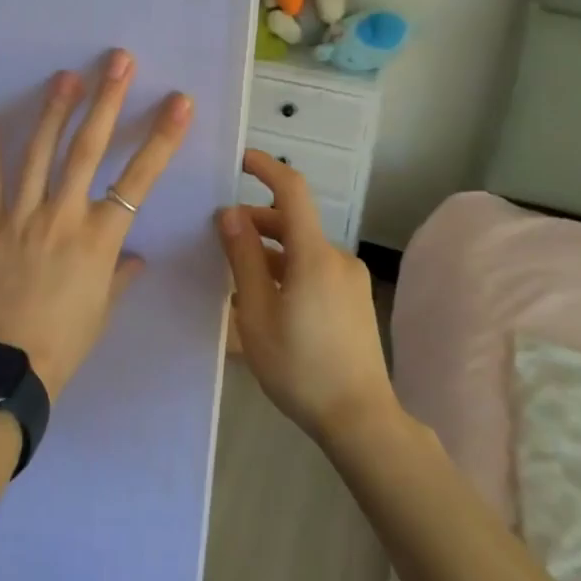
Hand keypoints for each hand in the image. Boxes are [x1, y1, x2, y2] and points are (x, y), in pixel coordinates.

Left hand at [0, 51, 192, 398]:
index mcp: (99, 238)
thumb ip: (119, 275)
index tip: (179, 102)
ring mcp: (21, 219)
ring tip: (65, 76)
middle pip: (88, 150)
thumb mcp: (102, 309)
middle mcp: (63, 217)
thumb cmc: (66, 342)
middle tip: (117, 61)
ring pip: (38, 155)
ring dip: (54, 112)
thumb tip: (134, 257)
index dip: (161, 138)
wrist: (7, 370)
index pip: (139, 179)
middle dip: (106, 101)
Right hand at [217, 150, 397, 443]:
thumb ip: (242, 258)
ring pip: (302, 249)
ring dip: (270, 251)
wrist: (360, 420)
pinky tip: (267, 301)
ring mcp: (350, 279)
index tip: (240, 160)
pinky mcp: (355, 299)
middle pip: (293, 222)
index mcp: (313, 255)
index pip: (292, 190)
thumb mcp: (256, 313)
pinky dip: (288, 270)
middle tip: (220, 240)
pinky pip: (315, 269)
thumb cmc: (300, 367)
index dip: (267, 168)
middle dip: (256, 222)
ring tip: (237, 279)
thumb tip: (230, 214)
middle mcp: (336, 257)